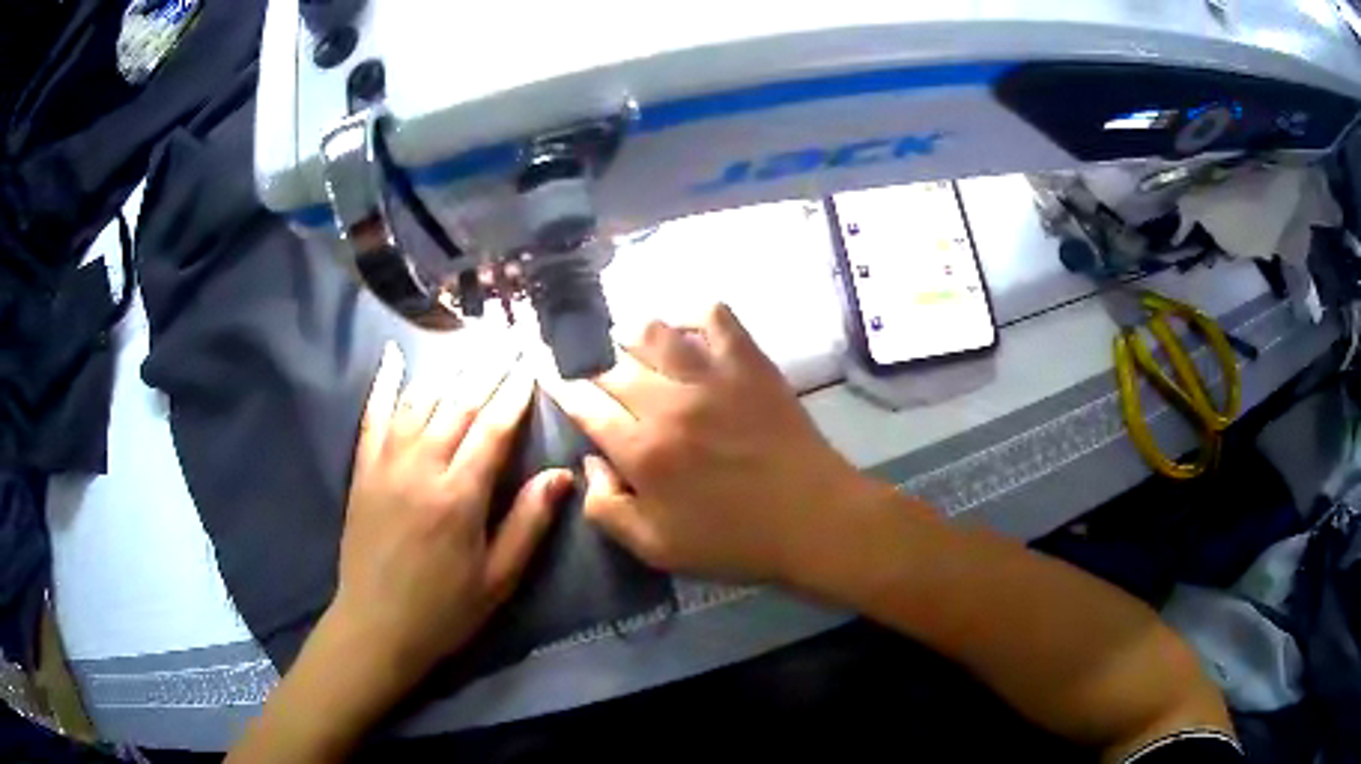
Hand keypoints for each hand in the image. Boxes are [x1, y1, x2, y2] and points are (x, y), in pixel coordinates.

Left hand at [330, 342, 573, 680]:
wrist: (376, 626)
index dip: (516, 394)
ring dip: (448, 368)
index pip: (494, 428)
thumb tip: (561, 475)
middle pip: (459, 404)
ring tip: (470, 342)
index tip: (532, 364)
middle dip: (488, 368)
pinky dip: (384, 383)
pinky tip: (393, 355)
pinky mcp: (363, 470)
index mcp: (459, 496)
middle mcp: (421, 467)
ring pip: (420, 401)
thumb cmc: (445, 609)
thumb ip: (528, 523)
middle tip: (508, 338)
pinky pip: (373, 416)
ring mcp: (386, 464)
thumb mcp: (498, 579)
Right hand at [543, 304, 887, 583]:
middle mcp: (668, 404)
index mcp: (642, 452)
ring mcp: (711, 377)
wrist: (813, 519)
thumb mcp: (656, 549)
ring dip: (631, 335)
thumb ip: (607, 509)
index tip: (556, 382)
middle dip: (592, 368)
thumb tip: (590, 462)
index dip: (564, 390)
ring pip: (653, 333)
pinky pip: (715, 317)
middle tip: (593, 372)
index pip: (585, 406)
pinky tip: (687, 329)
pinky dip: (694, 314)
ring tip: (627, 343)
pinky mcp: (749, 363)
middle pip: (611, 367)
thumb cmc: (735, 541)